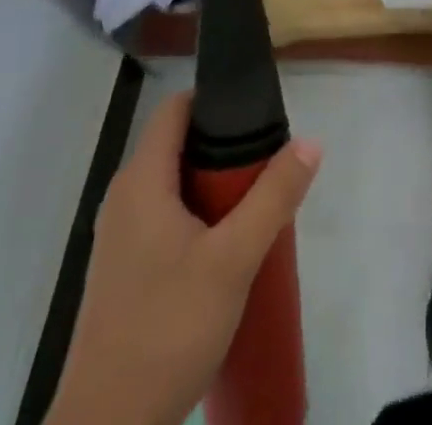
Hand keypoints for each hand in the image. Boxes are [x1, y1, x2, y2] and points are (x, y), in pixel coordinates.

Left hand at [49, 92, 321, 424]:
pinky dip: (197, 215)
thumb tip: (310, 141)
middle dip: (224, 147)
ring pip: (173, 184)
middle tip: (267, 162)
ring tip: (256, 201)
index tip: (256, 114)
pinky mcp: (124, 271)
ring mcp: (120, 237)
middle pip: (177, 144)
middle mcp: (124, 198)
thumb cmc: (166, 331)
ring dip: (214, 185)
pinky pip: (165, 217)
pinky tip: (227, 247)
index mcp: (141, 181)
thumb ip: (273, 197)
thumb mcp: (233, 261)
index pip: (176, 108)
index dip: (215, 100)